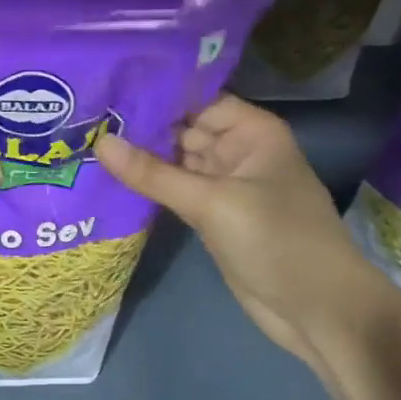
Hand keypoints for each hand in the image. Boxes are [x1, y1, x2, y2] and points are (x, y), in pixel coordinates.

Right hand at [95, 95, 400, 370]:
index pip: (194, 99)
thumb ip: (153, 173)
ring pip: (174, 161)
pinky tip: (107, 176)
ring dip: (137, 156)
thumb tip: (98, 142)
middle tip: (81, 118)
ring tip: (84, 141)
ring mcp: (223, 184)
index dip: (152, 93)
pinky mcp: (211, 215)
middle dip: (137, 126)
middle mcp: (236, 150)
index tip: (103, 88)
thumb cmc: (277, 241)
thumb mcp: (212, 202)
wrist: (319, 311)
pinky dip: (146, 186)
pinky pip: (173, 190)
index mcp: (250, 131)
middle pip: (180, 129)